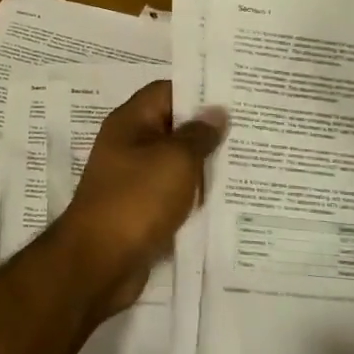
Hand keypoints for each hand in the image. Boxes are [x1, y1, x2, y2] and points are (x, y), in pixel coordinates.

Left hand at [57, 80, 227, 315]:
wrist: (99, 262)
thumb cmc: (136, 200)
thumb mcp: (175, 160)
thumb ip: (198, 135)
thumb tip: (216, 112)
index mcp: (130, 122)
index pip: (167, 91)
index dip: (200, 90)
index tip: (237, 96)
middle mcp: (129, 145)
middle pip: (173, 127)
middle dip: (209, 130)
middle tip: (253, 130)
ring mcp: (134, 179)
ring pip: (176, 163)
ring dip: (205, 165)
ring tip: (250, 161)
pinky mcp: (142, 210)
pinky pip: (174, 194)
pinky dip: (195, 196)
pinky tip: (228, 199)